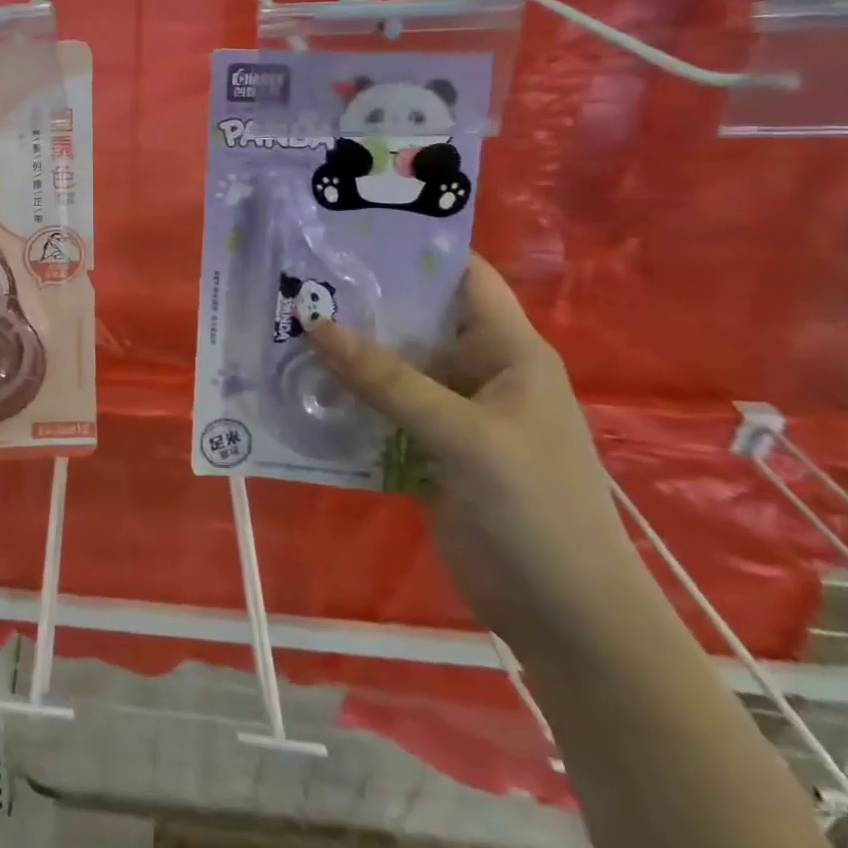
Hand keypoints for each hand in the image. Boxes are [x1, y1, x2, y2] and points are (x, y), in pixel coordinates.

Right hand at [307, 256, 638, 641]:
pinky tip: (300, 385)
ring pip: (391, 365)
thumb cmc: (535, 509)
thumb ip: (388, 380)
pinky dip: (346, 397)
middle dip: (361, 301)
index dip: (414, 249)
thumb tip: (313, 323)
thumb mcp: (464, 435)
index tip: (348, 231)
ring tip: (283, 323)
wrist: (564, 617)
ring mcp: (451, 413)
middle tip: (295, 277)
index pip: (463, 277)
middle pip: (415, 319)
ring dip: (345, 351)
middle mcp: (478, 372)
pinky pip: (380, 409)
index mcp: (507, 351)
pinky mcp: (428, 449)